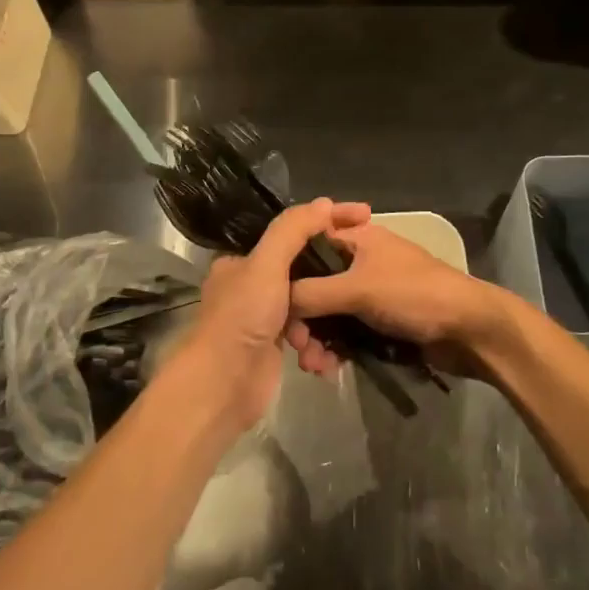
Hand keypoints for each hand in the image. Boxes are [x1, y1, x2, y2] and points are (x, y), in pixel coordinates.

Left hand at [177, 198, 371, 430]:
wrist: (223, 386)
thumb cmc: (243, 317)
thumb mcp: (267, 264)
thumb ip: (293, 230)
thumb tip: (325, 203)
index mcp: (243, 259)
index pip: (292, 230)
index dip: (328, 220)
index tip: (364, 215)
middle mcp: (251, 284)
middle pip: (303, 268)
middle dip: (331, 277)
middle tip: (365, 270)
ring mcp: (263, 317)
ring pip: (309, 305)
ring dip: (323, 320)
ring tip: (332, 330)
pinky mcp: (275, 346)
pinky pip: (307, 335)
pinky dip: (317, 345)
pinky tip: (321, 357)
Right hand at [285, 220, 515, 376]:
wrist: (470, 331)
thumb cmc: (414, 295)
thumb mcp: (358, 288)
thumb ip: (313, 292)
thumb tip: (275, 302)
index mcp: (355, 238)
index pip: (306, 242)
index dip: (286, 268)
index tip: (269, 299)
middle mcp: (357, 261)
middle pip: (314, 284)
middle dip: (301, 316)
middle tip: (296, 345)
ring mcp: (368, 293)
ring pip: (327, 313)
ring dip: (316, 339)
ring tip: (313, 366)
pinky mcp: (378, 322)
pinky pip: (344, 333)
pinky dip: (334, 349)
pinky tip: (328, 370)